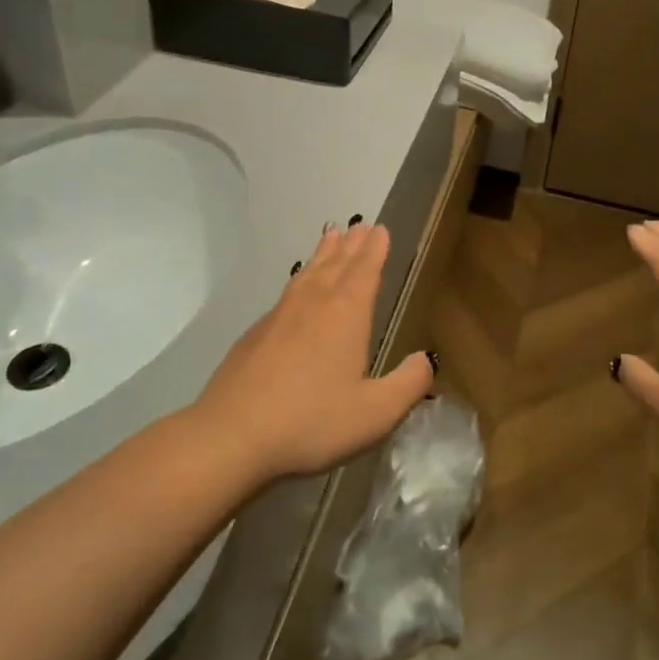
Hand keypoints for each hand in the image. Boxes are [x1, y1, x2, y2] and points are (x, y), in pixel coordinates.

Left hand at [192, 221, 433, 482]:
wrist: (232, 434)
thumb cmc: (312, 421)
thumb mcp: (375, 413)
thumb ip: (407, 385)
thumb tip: (426, 360)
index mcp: (346, 314)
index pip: (365, 271)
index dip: (375, 250)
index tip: (380, 229)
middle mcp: (314, 304)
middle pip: (336, 264)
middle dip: (351, 245)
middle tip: (360, 225)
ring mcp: (280, 315)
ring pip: (308, 273)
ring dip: (323, 254)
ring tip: (330, 237)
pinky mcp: (255, 333)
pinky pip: (286, 293)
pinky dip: (300, 279)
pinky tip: (297, 288)